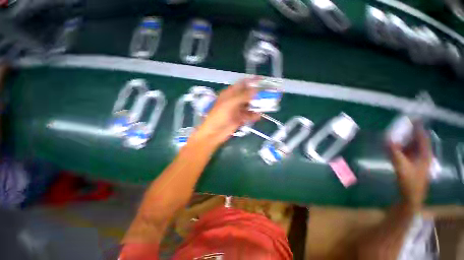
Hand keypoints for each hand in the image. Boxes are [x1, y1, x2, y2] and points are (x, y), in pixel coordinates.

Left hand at [191, 78, 260, 145]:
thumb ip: (243, 96)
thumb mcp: (230, 103)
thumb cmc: (219, 116)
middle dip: (257, 94)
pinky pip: (249, 115)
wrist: (214, 133)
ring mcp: (237, 110)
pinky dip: (253, 115)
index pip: (242, 84)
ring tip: (266, 106)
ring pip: (250, 105)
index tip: (263, 80)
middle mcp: (234, 100)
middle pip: (248, 95)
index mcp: (230, 94)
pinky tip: (258, 116)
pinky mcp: (240, 119)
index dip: (252, 81)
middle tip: (269, 94)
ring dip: (257, 105)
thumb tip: (256, 89)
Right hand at [388, 123, 431, 210]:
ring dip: (404, 140)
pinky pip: (406, 152)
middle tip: (400, 125)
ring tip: (395, 134)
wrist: (411, 197)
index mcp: (424, 155)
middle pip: (417, 141)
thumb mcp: (401, 167)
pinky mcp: (411, 164)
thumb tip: (386, 139)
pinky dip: (401, 148)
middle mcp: (422, 155)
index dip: (418, 128)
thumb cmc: (410, 182)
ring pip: (411, 146)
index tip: (412, 118)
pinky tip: (394, 146)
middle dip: (409, 133)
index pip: (422, 137)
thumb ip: (394, 152)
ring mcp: (417, 160)